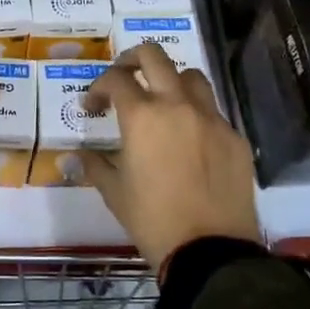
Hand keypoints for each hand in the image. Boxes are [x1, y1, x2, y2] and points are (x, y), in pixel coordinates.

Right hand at [82, 43, 260, 275]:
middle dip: (133, 59)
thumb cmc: (152, 220)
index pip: (115, 80)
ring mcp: (212, 119)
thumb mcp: (114, 193)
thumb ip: (94, 166)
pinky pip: (214, 112)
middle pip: (155, 56)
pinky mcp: (235, 138)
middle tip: (123, 79)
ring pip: (191, 77)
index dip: (97, 87)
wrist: (210, 251)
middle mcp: (178, 106)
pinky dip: (197, 115)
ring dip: (171, 81)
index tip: (92, 107)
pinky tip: (190, 141)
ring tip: (162, 103)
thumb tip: (74, 158)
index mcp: (142, 117)